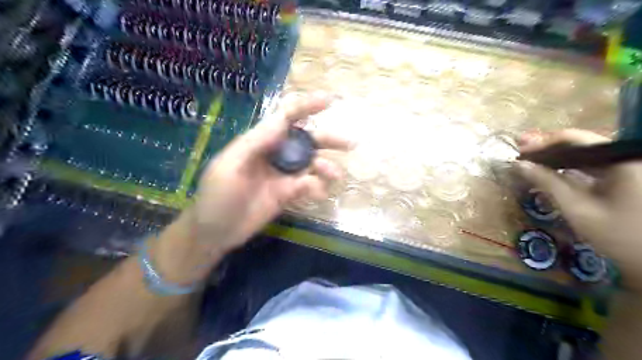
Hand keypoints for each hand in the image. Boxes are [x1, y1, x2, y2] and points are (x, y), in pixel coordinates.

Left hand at [186, 94, 348, 258]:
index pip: (285, 118)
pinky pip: (308, 186)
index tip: (328, 101)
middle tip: (349, 143)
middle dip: (327, 139)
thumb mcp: (229, 166)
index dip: (306, 107)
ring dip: (325, 167)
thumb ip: (255, 143)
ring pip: (311, 164)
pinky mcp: (288, 193)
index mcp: (259, 142)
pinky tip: (318, 193)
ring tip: (334, 175)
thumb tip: (282, 121)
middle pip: (305, 140)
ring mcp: (283, 175)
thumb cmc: (217, 197)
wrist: (215, 232)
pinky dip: (316, 187)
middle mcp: (275, 154)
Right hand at [518, 129, 641, 291]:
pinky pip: (593, 165)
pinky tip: (552, 173)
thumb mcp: (577, 208)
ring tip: (531, 163)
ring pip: (585, 154)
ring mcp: (629, 168)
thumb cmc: (618, 237)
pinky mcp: (628, 178)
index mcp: (621, 161)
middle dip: (548, 149)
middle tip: (521, 156)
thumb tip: (519, 165)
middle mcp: (626, 158)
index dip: (543, 144)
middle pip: (580, 144)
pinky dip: (570, 168)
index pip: (575, 139)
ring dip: (557, 158)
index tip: (520, 154)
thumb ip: (547, 182)